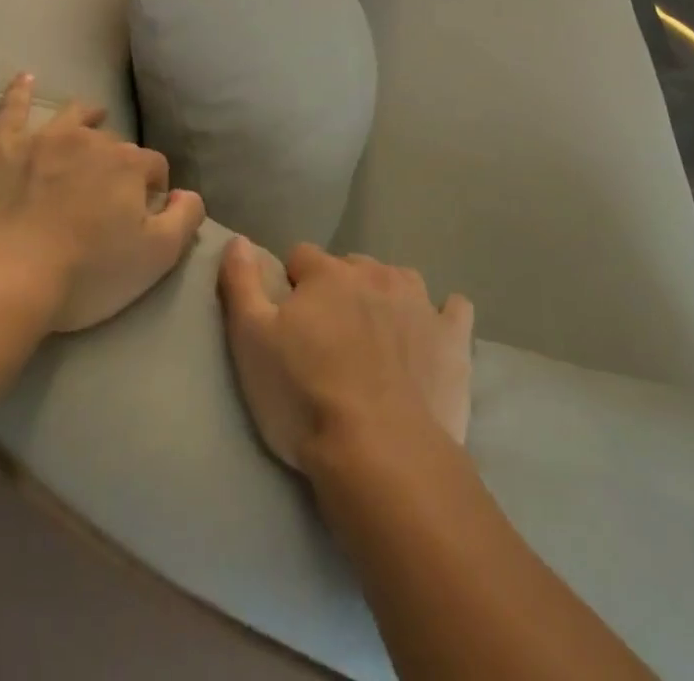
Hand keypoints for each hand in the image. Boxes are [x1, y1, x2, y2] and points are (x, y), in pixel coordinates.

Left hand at [0, 72, 205, 330]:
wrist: (4, 279)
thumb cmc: (86, 272)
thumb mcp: (157, 256)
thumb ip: (186, 217)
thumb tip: (188, 193)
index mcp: (130, 164)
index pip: (155, 166)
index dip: (153, 189)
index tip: (144, 213)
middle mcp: (92, 140)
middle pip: (114, 145)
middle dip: (118, 163)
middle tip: (108, 195)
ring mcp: (44, 139)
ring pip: (74, 117)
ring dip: (87, 117)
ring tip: (92, 118)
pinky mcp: (1, 147)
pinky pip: (12, 109)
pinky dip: (20, 93)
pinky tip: (25, 78)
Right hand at [217, 237, 473, 471]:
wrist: (381, 454)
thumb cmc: (304, 398)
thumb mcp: (250, 342)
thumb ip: (241, 283)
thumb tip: (239, 239)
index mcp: (327, 275)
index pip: (301, 256)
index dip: (292, 284)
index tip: (288, 319)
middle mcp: (376, 275)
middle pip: (352, 267)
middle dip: (340, 290)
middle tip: (331, 338)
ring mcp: (420, 303)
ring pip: (399, 280)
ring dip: (386, 298)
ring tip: (376, 339)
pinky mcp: (453, 337)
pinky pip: (454, 309)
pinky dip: (443, 317)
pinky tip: (434, 335)